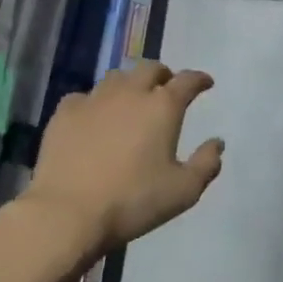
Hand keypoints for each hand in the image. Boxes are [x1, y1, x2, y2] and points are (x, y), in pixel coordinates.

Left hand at [20, 61, 224, 258]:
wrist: (67, 213)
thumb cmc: (133, 201)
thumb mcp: (183, 192)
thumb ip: (206, 164)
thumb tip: (217, 142)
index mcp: (163, 106)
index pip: (187, 81)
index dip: (199, 79)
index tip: (205, 83)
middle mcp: (130, 92)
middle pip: (150, 68)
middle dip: (163, 75)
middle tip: (166, 88)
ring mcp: (94, 99)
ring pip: (117, 78)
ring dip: (129, 84)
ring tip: (130, 100)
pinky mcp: (65, 112)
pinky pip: (84, 97)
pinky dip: (95, 103)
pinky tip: (93, 118)